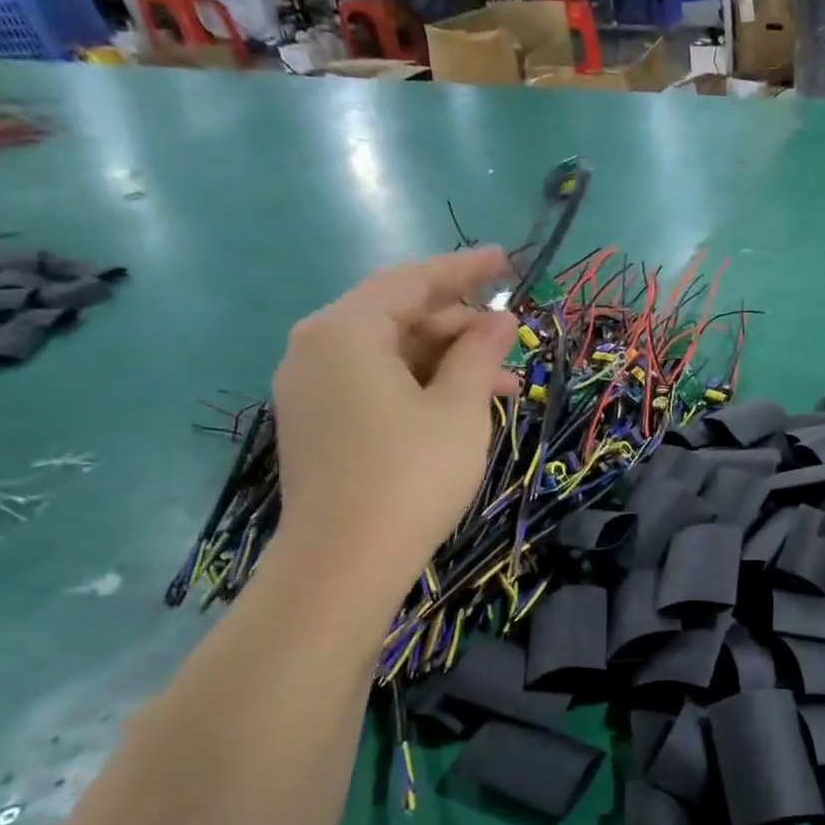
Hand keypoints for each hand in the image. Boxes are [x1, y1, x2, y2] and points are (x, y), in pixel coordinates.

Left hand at [272, 248, 516, 577]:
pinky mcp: (317, 423)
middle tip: (513, 338)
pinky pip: (374, 383)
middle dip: (460, 325)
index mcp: (344, 331)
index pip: (411, 281)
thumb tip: (499, 319)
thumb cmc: (411, 473)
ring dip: (447, 361)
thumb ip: (479, 352)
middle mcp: (315, 349)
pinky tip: (462, 407)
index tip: (508, 261)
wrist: (344, 563)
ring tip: (502, 385)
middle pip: (397, 316)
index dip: (465, 269)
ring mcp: (311, 389)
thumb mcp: (460, 408)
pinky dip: (420, 385)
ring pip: (390, 354)